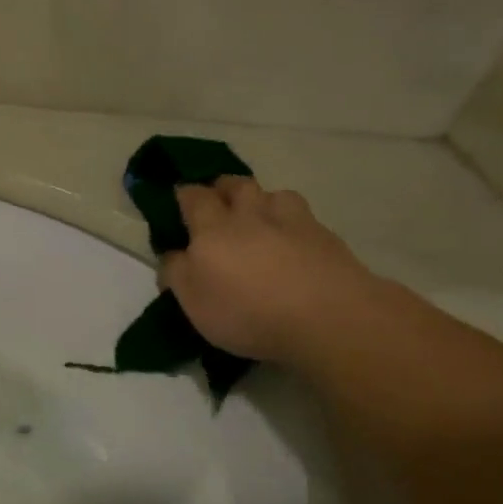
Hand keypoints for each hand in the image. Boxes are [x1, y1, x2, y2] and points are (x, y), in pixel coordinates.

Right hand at [159, 176, 379, 364]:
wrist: (329, 318)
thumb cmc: (247, 312)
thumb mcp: (194, 302)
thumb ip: (177, 273)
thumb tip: (173, 255)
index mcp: (213, 228)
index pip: (193, 197)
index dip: (184, 195)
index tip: (179, 200)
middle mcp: (251, 215)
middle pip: (236, 185)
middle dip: (223, 188)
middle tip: (218, 203)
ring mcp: (293, 222)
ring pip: (274, 195)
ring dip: (263, 200)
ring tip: (261, 219)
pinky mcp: (327, 238)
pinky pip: (303, 218)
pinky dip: (293, 224)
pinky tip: (294, 242)